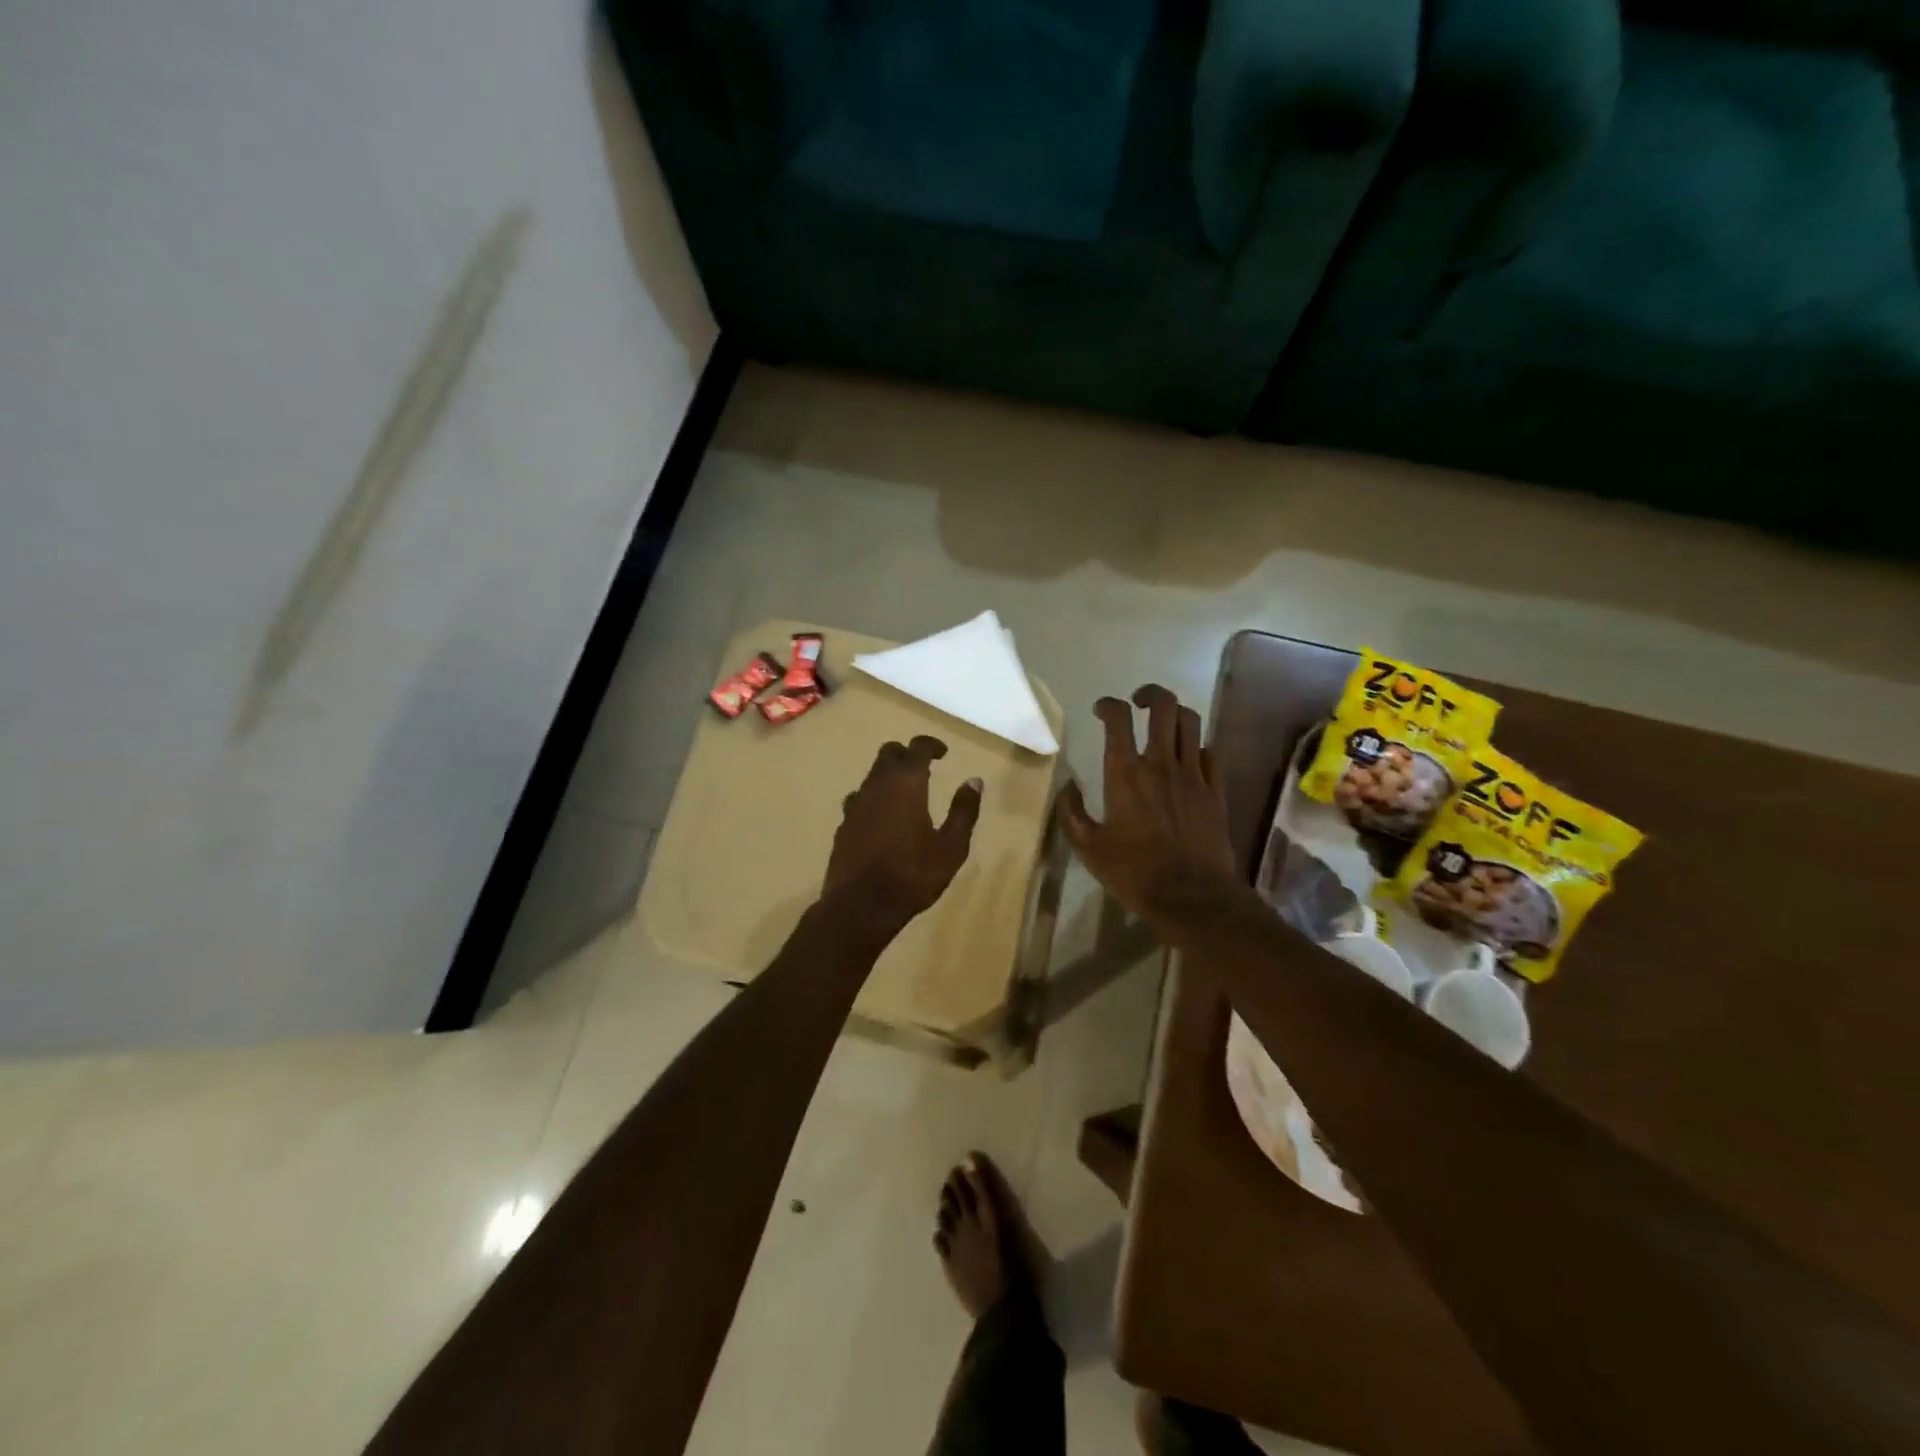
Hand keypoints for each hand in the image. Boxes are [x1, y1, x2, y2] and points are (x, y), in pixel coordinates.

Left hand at [825, 736, 982, 934]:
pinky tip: (883, 819)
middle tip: (924, 768)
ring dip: (889, 776)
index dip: (931, 745)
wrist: (860, 906)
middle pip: (888, 753)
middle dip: (907, 755)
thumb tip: (974, 781)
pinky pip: (860, 799)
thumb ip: (964, 811)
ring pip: (872, 775)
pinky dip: (874, 799)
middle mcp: (877, 785)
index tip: (943, 752)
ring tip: (905, 794)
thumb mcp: (951, 847)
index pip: (917, 748)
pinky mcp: (843, 824)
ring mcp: (855, 804)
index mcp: (906, 783)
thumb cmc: (913, 875)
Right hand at [1059, 685, 1242, 941]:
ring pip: (1191, 722)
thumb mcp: (1088, 848)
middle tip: (1138, 703)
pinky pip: (1210, 752)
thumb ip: (1071, 812)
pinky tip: (1188, 758)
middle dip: (1149, 695)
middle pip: (1164, 706)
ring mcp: (1194, 775)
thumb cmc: (1134, 873)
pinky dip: (1197, 746)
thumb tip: (1067, 786)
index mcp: (1125, 774)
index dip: (1108, 705)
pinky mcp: (1216, 790)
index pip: (1118, 719)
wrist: (1192, 897)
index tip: (1101, 710)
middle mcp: (1161, 763)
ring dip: (1175, 714)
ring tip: (1163, 724)